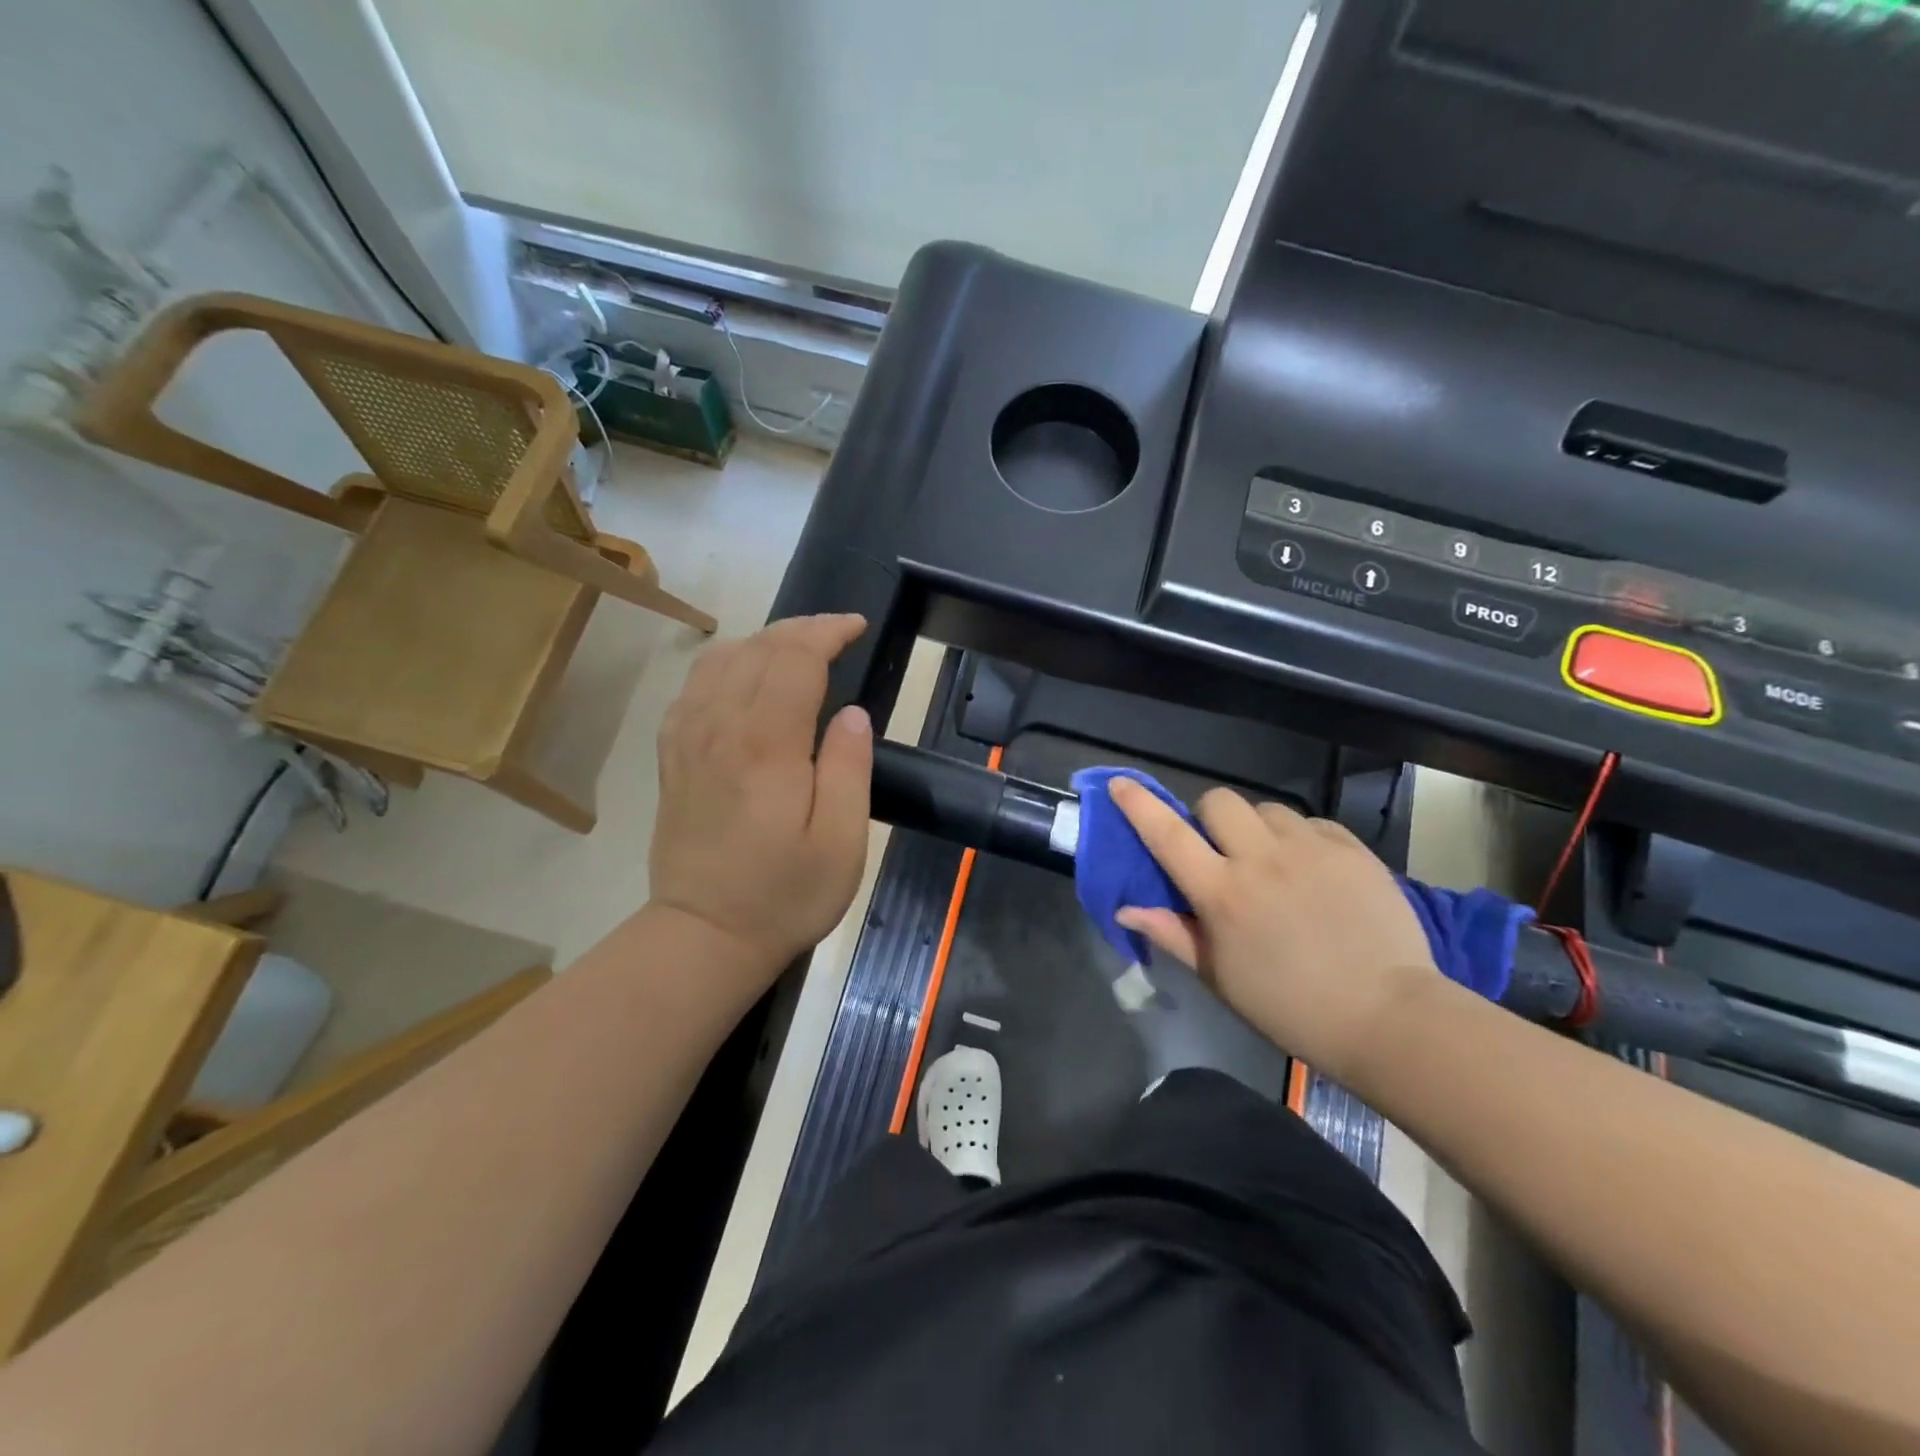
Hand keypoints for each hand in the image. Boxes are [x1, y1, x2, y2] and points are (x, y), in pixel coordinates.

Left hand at [649, 614, 873, 976]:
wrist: (704, 935)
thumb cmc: (784, 894)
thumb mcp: (841, 843)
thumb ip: (850, 768)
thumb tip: (852, 713)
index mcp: (766, 745)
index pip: (795, 658)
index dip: (827, 632)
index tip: (857, 627)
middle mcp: (720, 727)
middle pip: (758, 648)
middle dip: (801, 629)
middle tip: (837, 633)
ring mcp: (688, 738)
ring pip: (722, 659)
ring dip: (764, 640)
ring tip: (797, 649)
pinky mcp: (672, 755)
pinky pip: (694, 686)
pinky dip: (726, 664)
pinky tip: (744, 678)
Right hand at [1109, 780, 1438, 1082]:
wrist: (1389, 1017)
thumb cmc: (1291, 1007)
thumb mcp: (1221, 979)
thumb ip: (1173, 935)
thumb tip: (1126, 909)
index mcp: (1222, 893)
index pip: (1167, 835)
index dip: (1139, 805)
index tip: (1121, 783)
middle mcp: (1261, 859)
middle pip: (1219, 801)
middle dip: (1209, 817)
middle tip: (1220, 849)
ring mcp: (1311, 849)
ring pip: (1267, 809)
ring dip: (1257, 828)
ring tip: (1273, 862)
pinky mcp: (1352, 849)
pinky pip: (1312, 822)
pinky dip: (1300, 838)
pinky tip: (1312, 870)